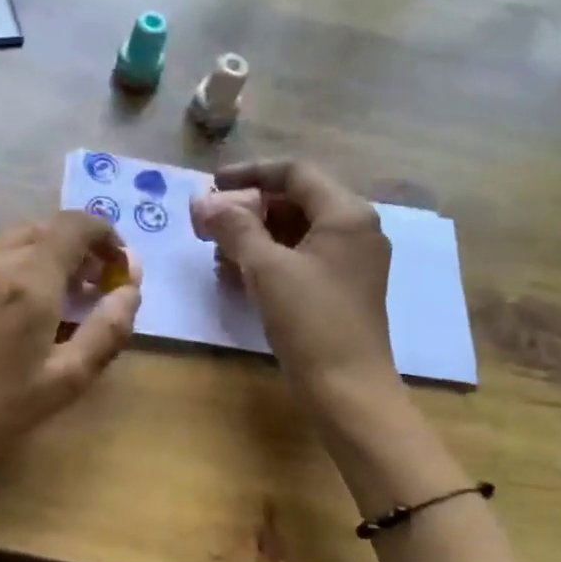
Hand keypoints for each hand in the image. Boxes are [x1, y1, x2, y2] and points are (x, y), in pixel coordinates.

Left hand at [0, 212, 139, 482]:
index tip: (120, 268)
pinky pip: (0, 259)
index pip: (76, 225)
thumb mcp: (67, 378)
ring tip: (68, 300)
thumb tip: (130, 292)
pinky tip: (30, 311)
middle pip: (49, 229)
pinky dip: (26, 267)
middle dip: (82, 248)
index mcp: (30, 278)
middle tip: (98, 287)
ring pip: (22, 241)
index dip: (107, 236)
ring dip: (53, 257)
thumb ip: (107, 330)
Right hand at [200, 159, 398, 414]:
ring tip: (218, 253)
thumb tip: (204, 202)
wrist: (347, 389)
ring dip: (255, 235)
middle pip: (296, 200)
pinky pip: (302, 258)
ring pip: (297, 231)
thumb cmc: (309, 321)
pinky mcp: (342, 287)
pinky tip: (238, 275)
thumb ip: (235, 228)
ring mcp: (352, 260)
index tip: (211, 185)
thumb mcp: (266, 269)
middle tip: (209, 224)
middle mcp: (356, 229)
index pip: (295, 172)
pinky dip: (270, 259)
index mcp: (346, 214)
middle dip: (249, 209)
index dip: (249, 173)